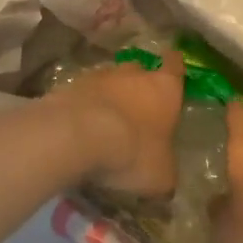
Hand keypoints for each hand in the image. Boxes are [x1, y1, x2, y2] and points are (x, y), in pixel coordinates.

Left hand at [54, 56, 184, 196]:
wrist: (76, 136)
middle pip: (138, 70)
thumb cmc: (132, 152)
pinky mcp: (68, 86)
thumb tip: (165, 176)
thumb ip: (166, 170)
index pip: (174, 66)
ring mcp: (97, 76)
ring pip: (108, 80)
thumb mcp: (161, 175)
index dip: (174, 66)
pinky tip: (80, 127)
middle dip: (138, 84)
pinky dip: (83, 106)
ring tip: (105, 121)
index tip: (173, 66)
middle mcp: (133, 74)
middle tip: (137, 106)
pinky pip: (81, 94)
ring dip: (108, 96)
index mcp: (164, 88)